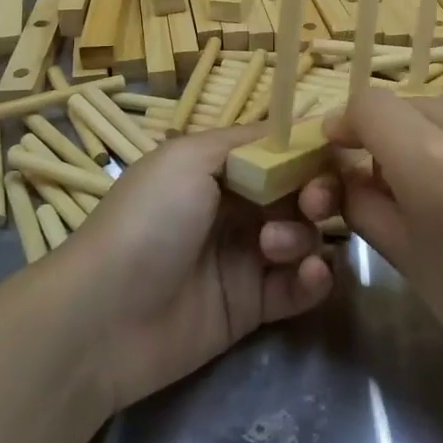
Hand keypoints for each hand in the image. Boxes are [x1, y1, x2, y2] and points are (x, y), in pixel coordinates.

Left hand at [66, 126, 334, 412]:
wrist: (105, 316)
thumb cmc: (149, 220)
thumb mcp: (189, 158)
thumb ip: (249, 142)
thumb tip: (302, 126)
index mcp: (220, 170)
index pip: (280, 153)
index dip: (311, 152)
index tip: (337, 156)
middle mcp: (237, 209)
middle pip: (299, 194)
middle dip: (317, 193)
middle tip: (314, 203)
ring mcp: (246, 258)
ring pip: (304, 238)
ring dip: (303, 236)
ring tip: (272, 247)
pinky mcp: (253, 306)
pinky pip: (299, 287)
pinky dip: (312, 279)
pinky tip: (307, 275)